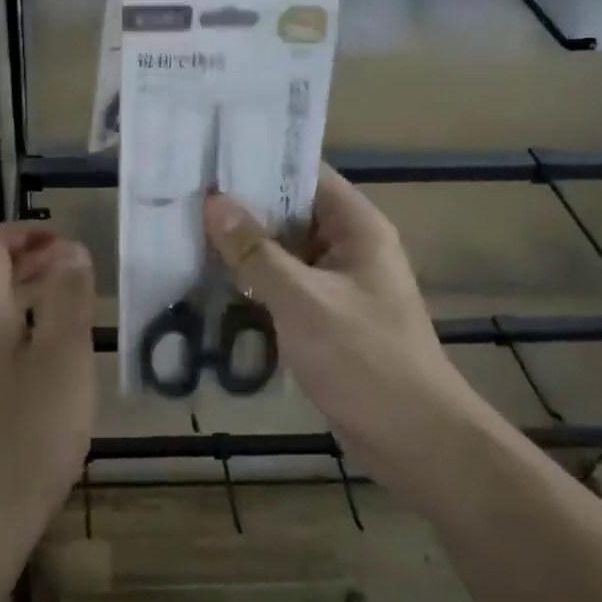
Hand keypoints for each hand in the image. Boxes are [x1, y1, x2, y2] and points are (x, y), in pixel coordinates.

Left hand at [0, 222, 95, 576]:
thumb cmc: (27, 435)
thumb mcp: (62, 360)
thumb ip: (68, 299)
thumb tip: (72, 249)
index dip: (28, 231)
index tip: (70, 241)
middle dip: (36, 258)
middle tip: (82, 267)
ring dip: (36, 291)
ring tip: (80, 300)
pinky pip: (2, 339)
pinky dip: (32, 324)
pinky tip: (63, 351)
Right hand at [203, 166, 467, 477]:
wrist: (415, 443)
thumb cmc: (364, 359)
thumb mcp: (303, 299)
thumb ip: (256, 251)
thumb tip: (213, 201)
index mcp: (357, 227)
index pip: (306, 175)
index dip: (261, 163)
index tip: (210, 158)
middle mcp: (349, 247)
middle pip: (290, 212)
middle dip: (242, 208)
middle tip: (185, 197)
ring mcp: (338, 284)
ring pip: (284, 252)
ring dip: (245, 248)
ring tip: (187, 233)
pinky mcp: (326, 318)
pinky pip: (285, 286)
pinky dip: (255, 283)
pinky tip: (212, 282)